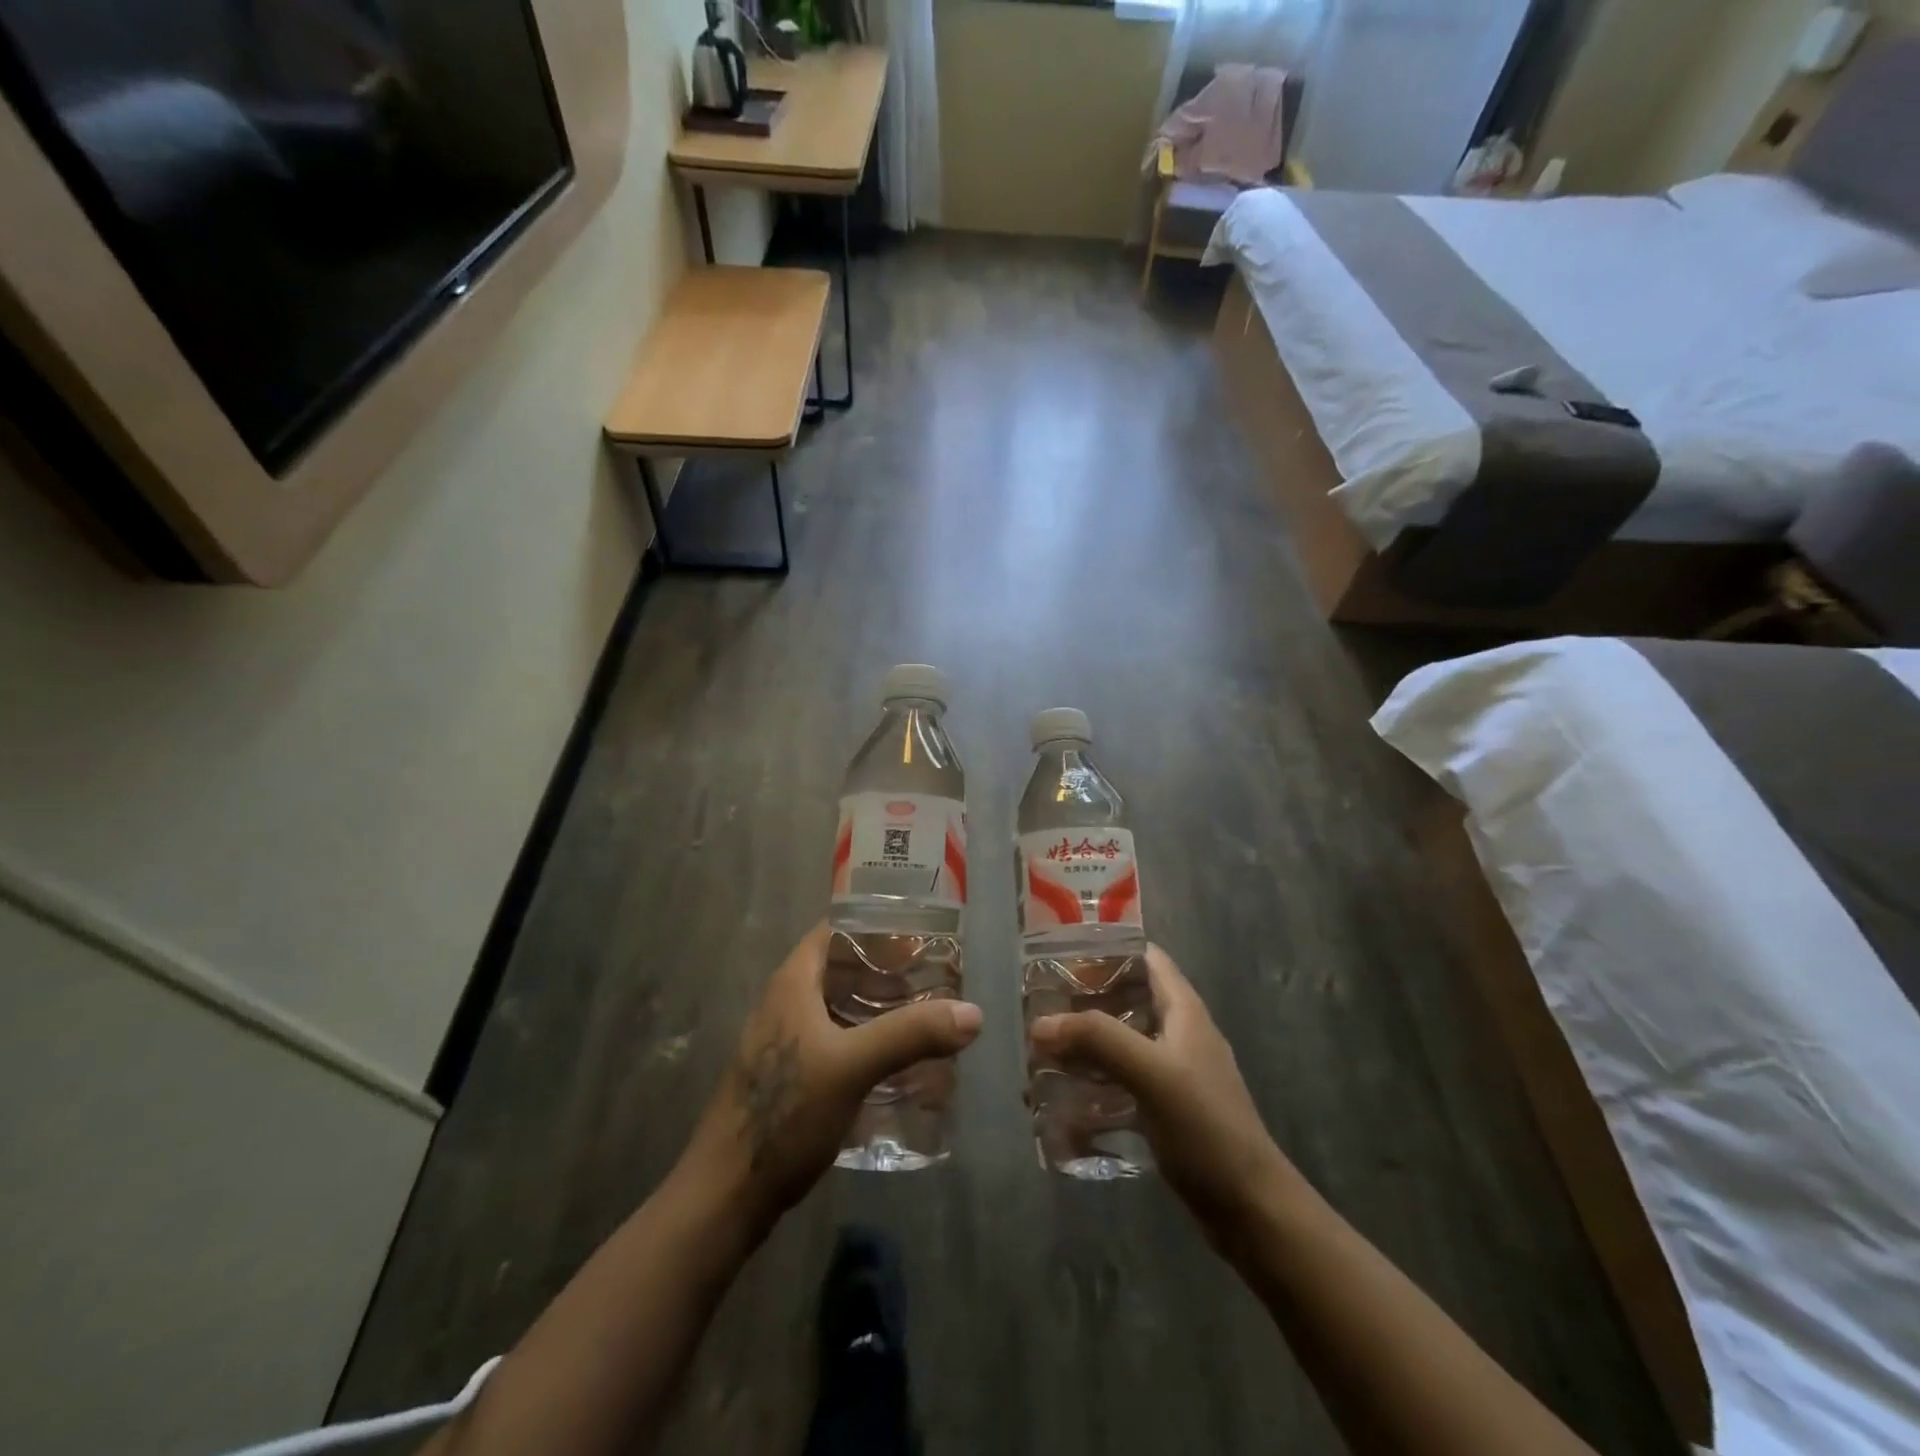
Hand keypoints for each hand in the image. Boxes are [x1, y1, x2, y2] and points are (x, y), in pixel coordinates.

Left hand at [682, 924, 982, 1231]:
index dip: (877, 928)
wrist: (726, 1195)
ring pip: (840, 1006)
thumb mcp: (852, 1067)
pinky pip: (836, 1040)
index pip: (836, 930)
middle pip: (842, 968)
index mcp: (793, 983)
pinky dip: (867, 1039)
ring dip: (879, 1007)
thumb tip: (973, 1013)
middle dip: (887, 971)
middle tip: (934, 979)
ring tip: (924, 1016)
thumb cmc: (784, 1114)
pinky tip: (896, 1062)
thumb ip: (910, 1035)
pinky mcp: (790, 1076)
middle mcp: (786, 1002)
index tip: (921, 938)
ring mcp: (785, 1041)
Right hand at [1029, 945, 1293, 1247]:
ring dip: (1081, 1045)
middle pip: (1124, 999)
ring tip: (1038, 1054)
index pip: (1144, 957)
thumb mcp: (1152, 1073)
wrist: (1249, 1209)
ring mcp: (1170, 1071)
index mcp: (1182, 1010)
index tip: (1059, 958)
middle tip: (1037, 1010)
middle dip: (1081, 1002)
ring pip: (1118, 1042)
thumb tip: (1040, 1023)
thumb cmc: (1206, 1128)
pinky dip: (1091, 1083)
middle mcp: (1176, 1032)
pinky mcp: (1162, 1107)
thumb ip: (1098, 1039)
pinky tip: (1060, 1101)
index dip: (1105, 949)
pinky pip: (1119, 1081)